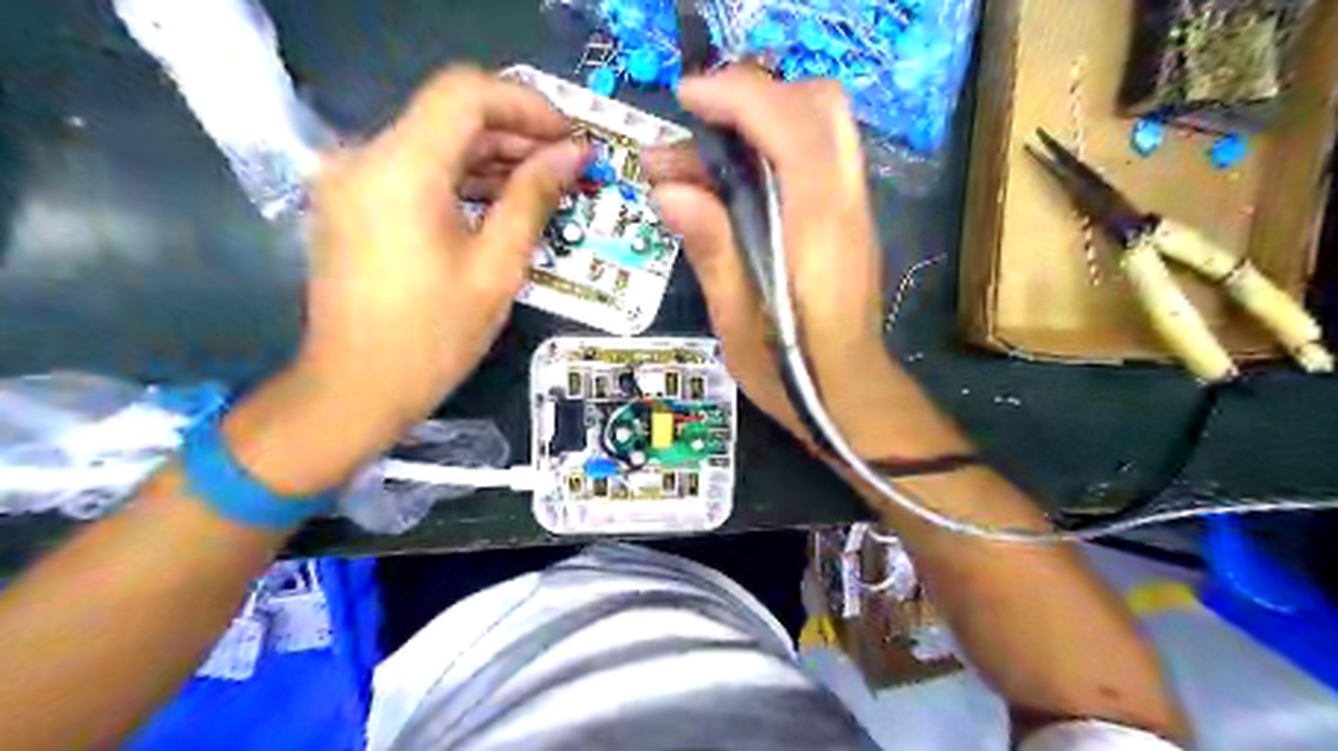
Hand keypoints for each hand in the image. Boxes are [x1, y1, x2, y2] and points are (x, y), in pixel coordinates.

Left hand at [301, 69, 586, 434]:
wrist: (355, 388)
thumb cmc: (433, 337)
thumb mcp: (497, 268)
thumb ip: (533, 198)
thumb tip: (573, 155)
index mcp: (402, 168)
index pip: (467, 93)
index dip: (527, 105)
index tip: (570, 138)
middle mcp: (366, 156)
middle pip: (450, 113)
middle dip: (516, 133)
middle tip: (568, 167)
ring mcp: (353, 177)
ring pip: (434, 140)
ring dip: (491, 156)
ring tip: (544, 186)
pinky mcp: (353, 200)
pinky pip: (415, 169)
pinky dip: (460, 177)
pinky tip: (500, 201)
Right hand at [647, 69, 948, 457]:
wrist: (849, 394)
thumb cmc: (790, 368)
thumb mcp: (738, 319)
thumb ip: (711, 248)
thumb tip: (668, 190)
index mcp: (817, 224)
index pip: (789, 123)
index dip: (736, 95)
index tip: (684, 100)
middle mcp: (844, 201)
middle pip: (816, 104)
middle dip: (752, 97)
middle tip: (696, 131)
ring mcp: (852, 206)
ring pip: (819, 123)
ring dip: (759, 120)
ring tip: (697, 163)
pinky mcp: (845, 217)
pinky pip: (816, 154)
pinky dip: (771, 146)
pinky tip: (728, 185)